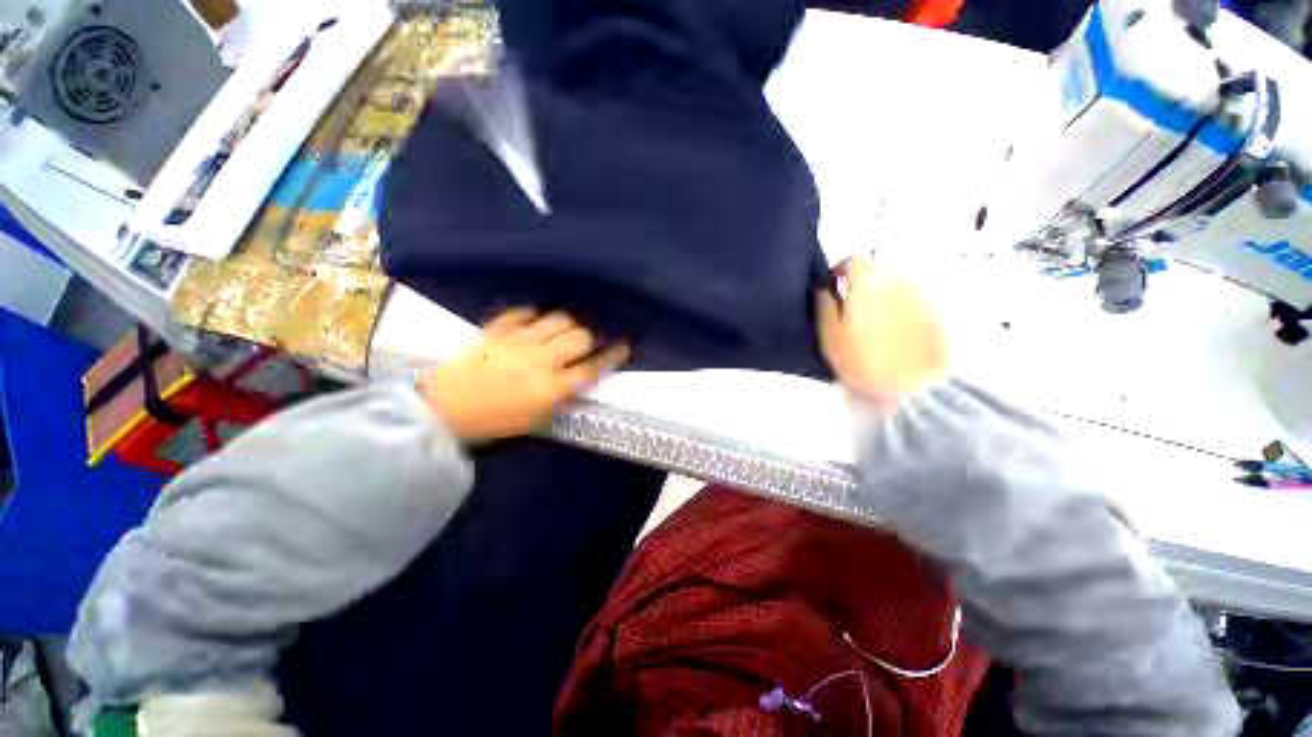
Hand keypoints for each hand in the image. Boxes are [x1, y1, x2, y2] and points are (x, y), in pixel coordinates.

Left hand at [420, 310, 628, 441]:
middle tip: (586, 342)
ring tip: (564, 330)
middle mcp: (540, 360)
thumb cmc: (494, 422)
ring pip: (558, 319)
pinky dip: (536, 316)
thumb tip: (581, 376)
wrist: (444, 411)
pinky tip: (536, 323)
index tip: (623, 346)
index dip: (612, 356)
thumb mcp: (536, 419)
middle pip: (580, 336)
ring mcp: (518, 341)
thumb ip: (563, 396)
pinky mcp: (497, 330)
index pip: (592, 367)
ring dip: (568, 323)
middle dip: (590, 337)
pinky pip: (525, 312)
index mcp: (551, 388)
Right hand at [817, 254, 946, 409]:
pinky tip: (894, 335)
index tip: (833, 286)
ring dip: (880, 297)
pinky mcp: (934, 313)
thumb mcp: (830, 337)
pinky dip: (899, 310)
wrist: (916, 388)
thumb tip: (824, 286)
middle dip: (861, 284)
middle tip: (850, 310)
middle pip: (875, 271)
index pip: (855, 257)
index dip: (841, 268)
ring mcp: (919, 296)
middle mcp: (897, 282)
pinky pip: (909, 302)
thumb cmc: (864, 361)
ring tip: (873, 325)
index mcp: (869, 284)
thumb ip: (824, 305)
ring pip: (893, 286)